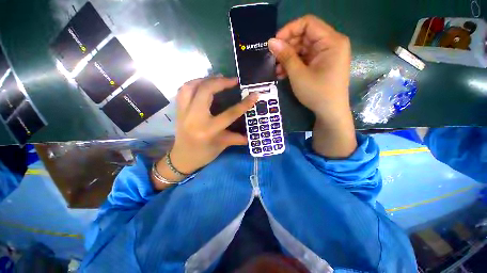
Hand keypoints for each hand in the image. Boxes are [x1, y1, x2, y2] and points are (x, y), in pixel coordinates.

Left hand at [156, 76, 257, 183]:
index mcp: (208, 130)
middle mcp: (194, 118)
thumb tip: (251, 135)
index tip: (254, 94)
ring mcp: (184, 112)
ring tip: (218, 79)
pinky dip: (193, 83)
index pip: (229, 114)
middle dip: (221, 82)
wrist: (182, 159)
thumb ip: (237, 138)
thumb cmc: (203, 154)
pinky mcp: (178, 110)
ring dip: (205, 79)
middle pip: (206, 91)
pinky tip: (202, 84)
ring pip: (191, 86)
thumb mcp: (222, 146)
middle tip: (233, 80)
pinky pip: (183, 90)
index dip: (244, 104)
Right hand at [268, 14, 350, 117]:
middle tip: (273, 59)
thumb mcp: (298, 74)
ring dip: (288, 58)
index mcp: (331, 41)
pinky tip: (283, 74)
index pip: (308, 23)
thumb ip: (285, 56)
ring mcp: (326, 55)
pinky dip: (294, 65)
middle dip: (287, 47)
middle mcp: (331, 44)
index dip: (289, 30)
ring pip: (303, 49)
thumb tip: (271, 42)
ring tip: (276, 70)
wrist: (329, 112)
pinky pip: (305, 59)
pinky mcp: (321, 64)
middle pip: (305, 36)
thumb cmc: (316, 93)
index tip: (274, 43)